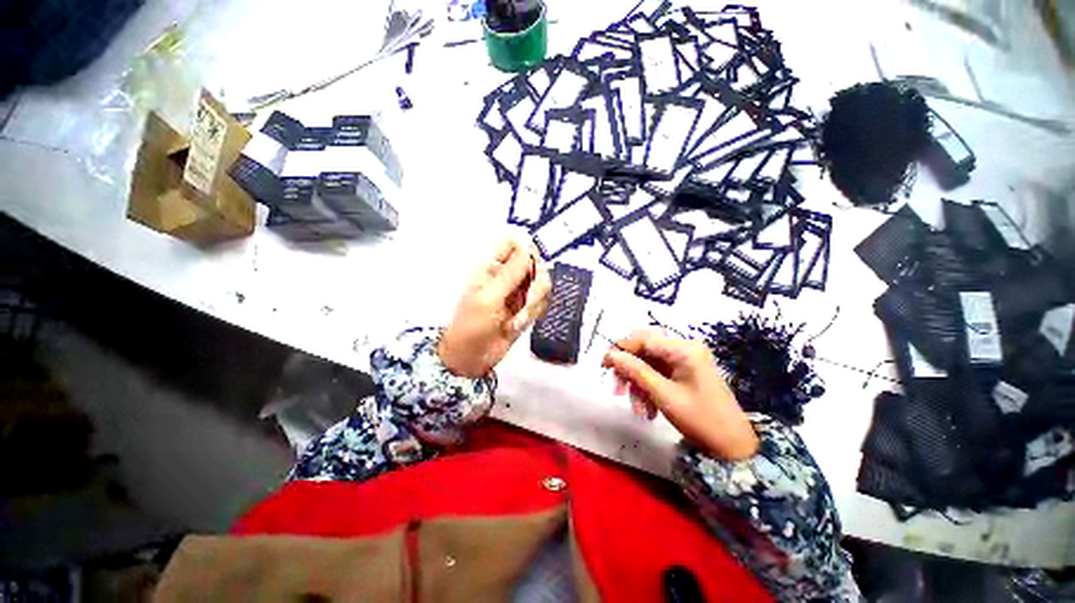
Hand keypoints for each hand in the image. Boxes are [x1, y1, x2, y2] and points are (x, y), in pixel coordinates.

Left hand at [438, 240, 551, 377]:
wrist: (471, 359)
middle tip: (528, 301)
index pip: (512, 245)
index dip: (524, 251)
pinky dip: (534, 314)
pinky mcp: (527, 309)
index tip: (530, 267)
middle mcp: (508, 277)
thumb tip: (528, 249)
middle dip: (536, 283)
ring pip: (541, 284)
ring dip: (534, 303)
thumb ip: (510, 274)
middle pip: (534, 264)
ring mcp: (519, 293)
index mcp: (492, 268)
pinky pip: (541, 303)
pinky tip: (518, 325)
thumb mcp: (488, 298)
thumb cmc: (472, 325)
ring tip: (518, 320)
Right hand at [602, 330, 759, 460]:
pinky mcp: (685, 372)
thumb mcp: (663, 395)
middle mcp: (685, 349)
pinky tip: (647, 409)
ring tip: (637, 409)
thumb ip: (635, 371)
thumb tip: (610, 354)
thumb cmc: (700, 419)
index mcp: (684, 349)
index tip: (604, 364)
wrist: (732, 447)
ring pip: (649, 364)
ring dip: (638, 384)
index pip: (644, 340)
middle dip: (630, 370)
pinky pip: (658, 374)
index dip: (621, 350)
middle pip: (645, 351)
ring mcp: (685, 361)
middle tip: (617, 389)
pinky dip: (648, 389)